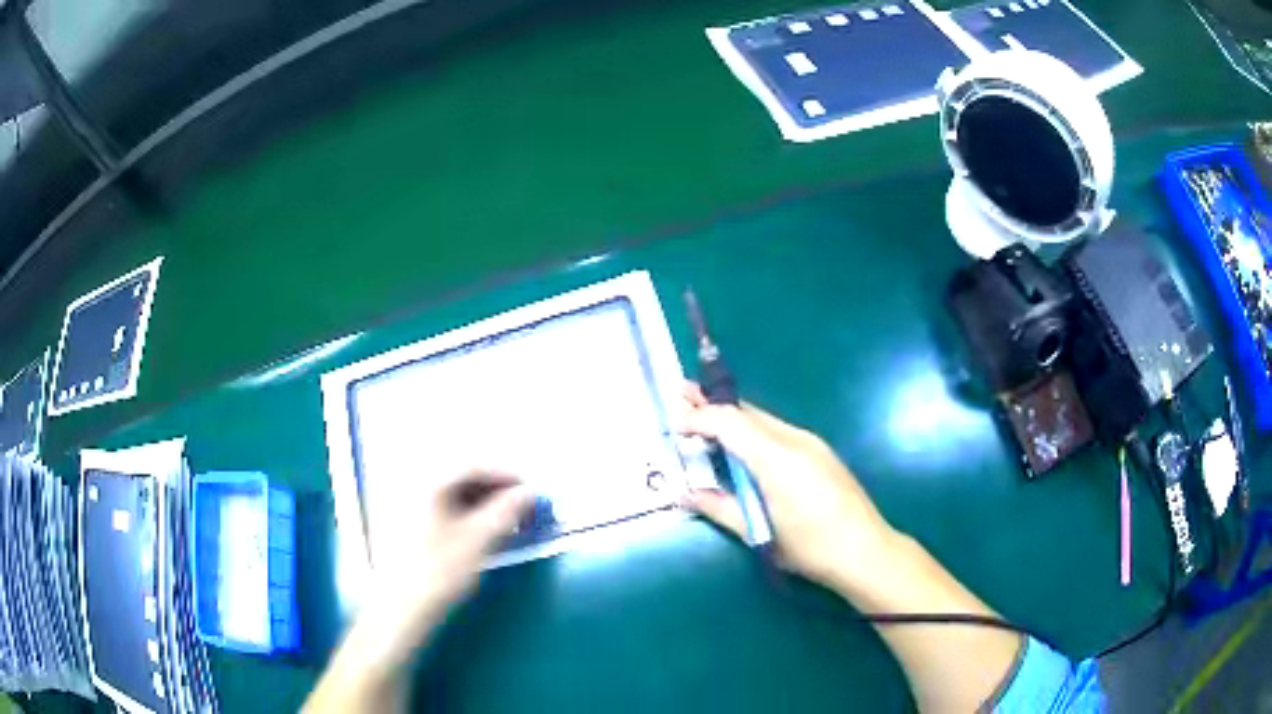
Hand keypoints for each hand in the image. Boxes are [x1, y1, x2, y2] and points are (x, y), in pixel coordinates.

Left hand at [307, 471, 532, 712]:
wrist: (400, 610)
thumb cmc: (439, 572)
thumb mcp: (478, 541)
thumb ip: (506, 511)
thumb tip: (530, 491)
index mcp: (428, 483)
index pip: (473, 465)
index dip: (506, 475)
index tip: (532, 490)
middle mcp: (415, 486)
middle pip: (461, 476)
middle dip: (496, 489)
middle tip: (523, 507)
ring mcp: (408, 505)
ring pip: (452, 493)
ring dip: (483, 502)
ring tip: (507, 522)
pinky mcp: (408, 525)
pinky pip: (443, 507)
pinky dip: (467, 514)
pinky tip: (482, 531)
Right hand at [680, 385, 896, 592]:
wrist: (865, 551)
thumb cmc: (809, 547)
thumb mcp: (758, 533)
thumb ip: (719, 507)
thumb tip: (684, 493)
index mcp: (777, 458)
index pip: (730, 422)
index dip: (700, 418)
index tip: (676, 425)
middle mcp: (794, 439)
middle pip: (747, 412)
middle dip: (712, 403)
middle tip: (681, 393)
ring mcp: (811, 443)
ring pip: (763, 419)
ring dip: (732, 416)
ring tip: (704, 414)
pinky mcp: (819, 452)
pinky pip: (777, 431)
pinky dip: (751, 430)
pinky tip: (741, 442)